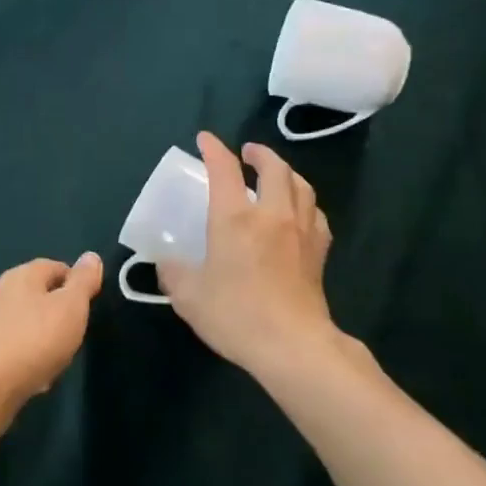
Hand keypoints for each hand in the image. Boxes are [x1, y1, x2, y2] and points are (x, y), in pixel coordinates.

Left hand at [0, 253, 103, 415]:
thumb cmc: (34, 340)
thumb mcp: (71, 308)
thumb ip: (83, 283)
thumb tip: (91, 256)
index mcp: (22, 276)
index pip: (54, 266)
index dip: (74, 281)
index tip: (89, 302)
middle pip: (34, 294)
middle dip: (55, 311)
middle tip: (75, 332)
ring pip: (21, 322)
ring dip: (39, 336)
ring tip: (57, 358)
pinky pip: (8, 348)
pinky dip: (23, 357)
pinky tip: (33, 377)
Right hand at [159, 133, 340, 383]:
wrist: (292, 345)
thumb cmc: (235, 314)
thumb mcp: (188, 296)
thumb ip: (173, 273)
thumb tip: (166, 263)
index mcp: (235, 218)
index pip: (224, 169)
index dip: (214, 149)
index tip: (205, 139)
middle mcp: (271, 215)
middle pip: (274, 168)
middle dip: (261, 154)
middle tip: (248, 153)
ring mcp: (301, 231)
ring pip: (301, 186)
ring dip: (287, 173)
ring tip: (276, 175)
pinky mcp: (319, 252)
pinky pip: (316, 213)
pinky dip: (305, 203)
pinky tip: (299, 213)